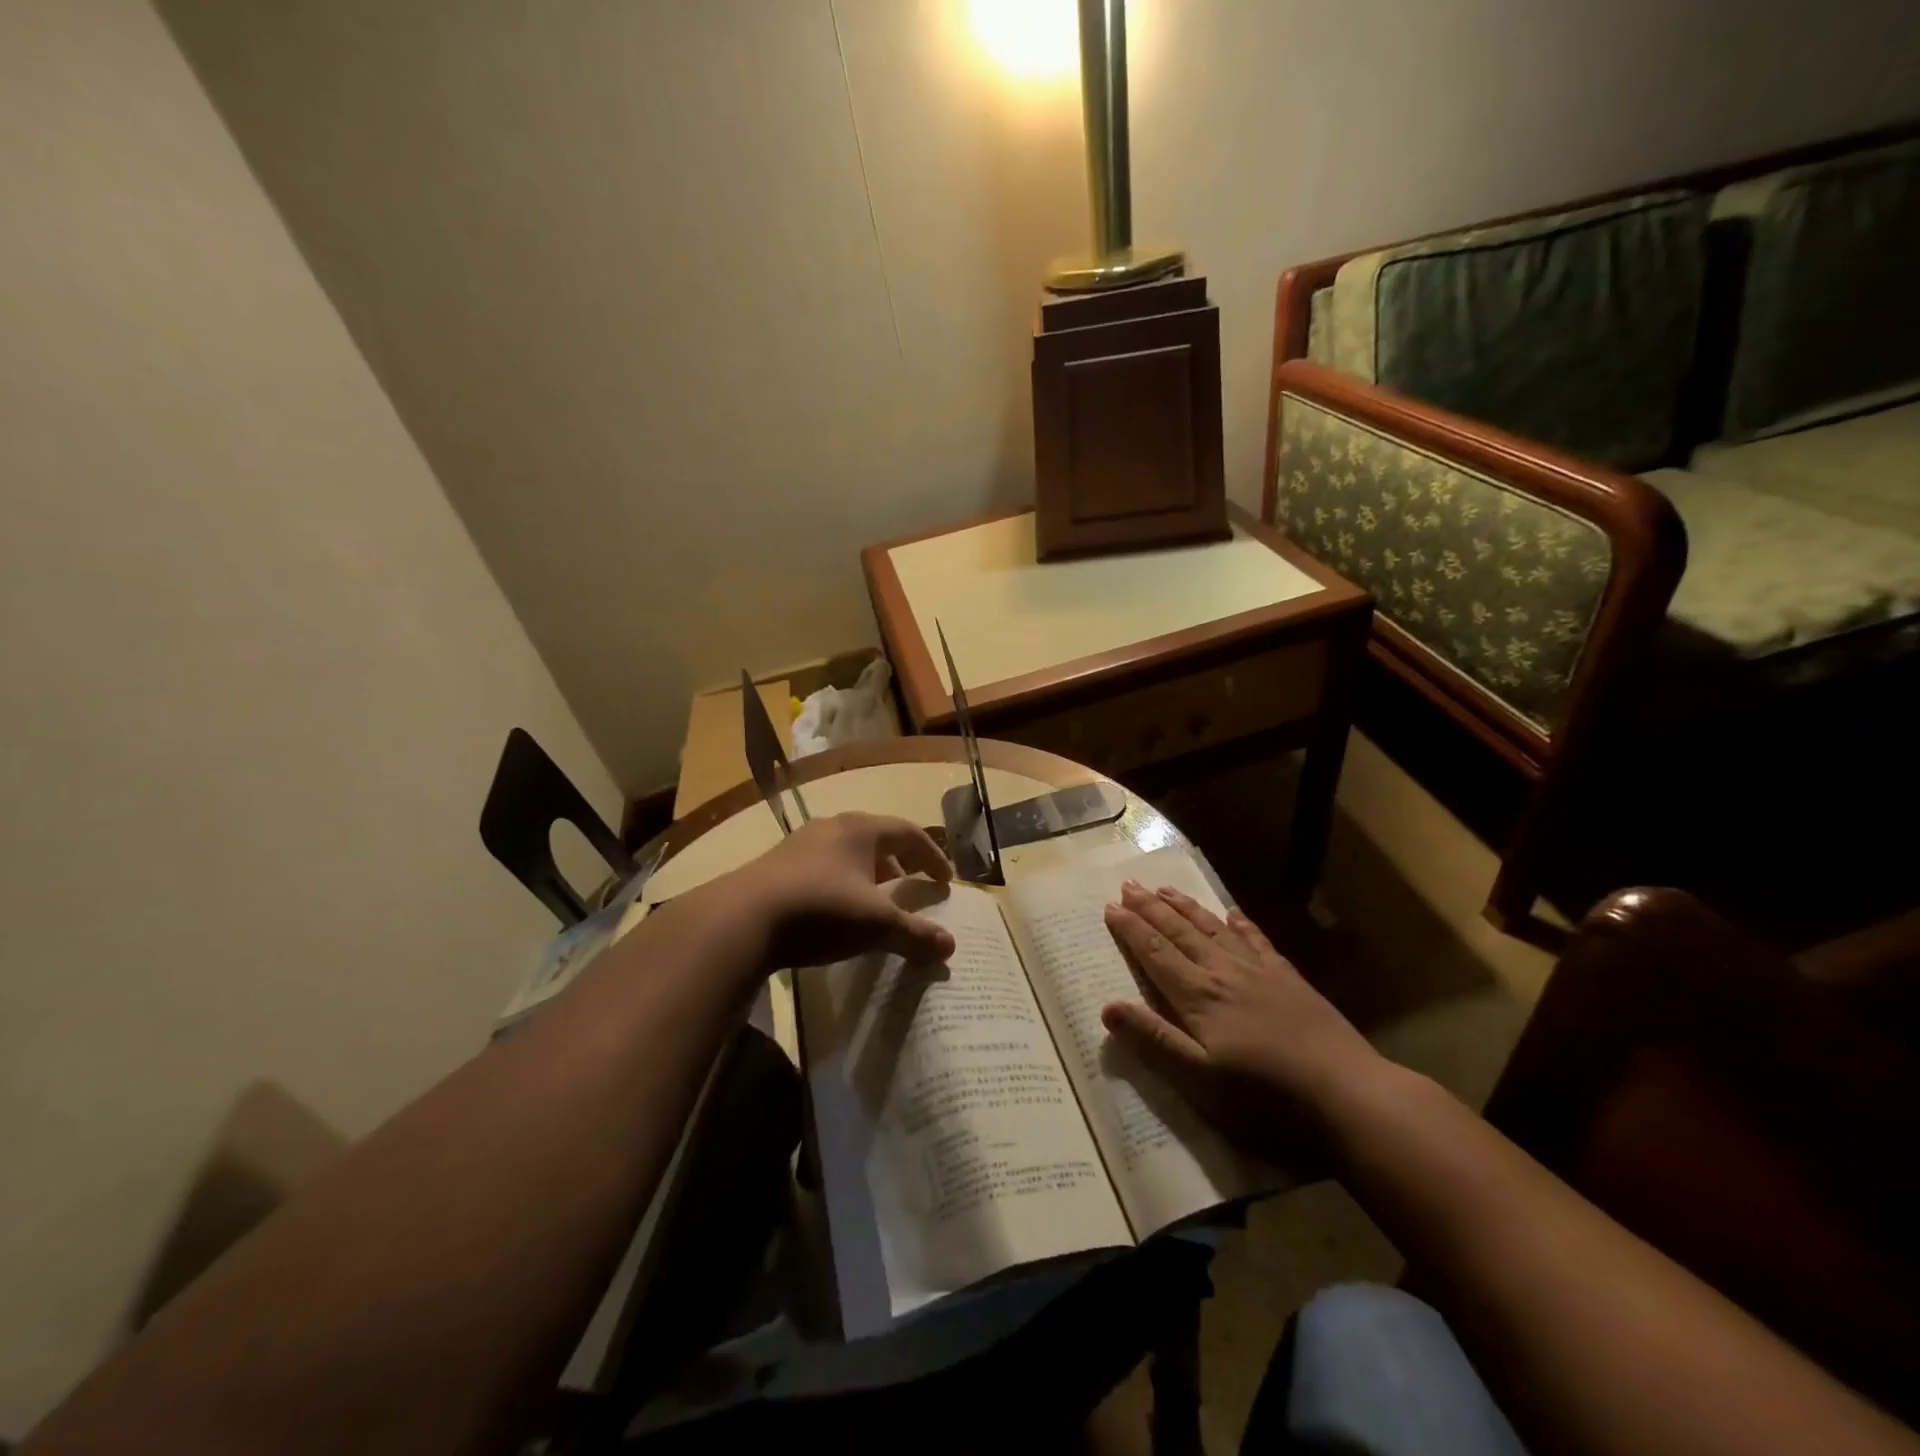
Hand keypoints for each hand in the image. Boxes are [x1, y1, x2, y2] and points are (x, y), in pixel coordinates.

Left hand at [724, 812, 955, 971]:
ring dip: (870, 873)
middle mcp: (832, 827)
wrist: (741, 920)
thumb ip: (915, 934)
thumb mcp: (876, 925)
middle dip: (901, 862)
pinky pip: (823, 867)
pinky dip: (843, 883)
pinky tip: (838, 910)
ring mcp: (801, 844)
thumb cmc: (821, 910)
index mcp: (862, 829)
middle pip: (878, 838)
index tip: (946, 880)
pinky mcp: (777, 866)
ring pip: (848, 853)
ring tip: (878, 900)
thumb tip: (950, 947)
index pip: (909, 833)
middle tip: (915, 884)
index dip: (932, 856)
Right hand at [1100, 882, 1383, 1155]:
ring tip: (1165, 888)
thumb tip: (1107, 1006)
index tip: (1110, 906)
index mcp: (1197, 996)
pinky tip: (1233, 913)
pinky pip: (1257, 941)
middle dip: (1151, 908)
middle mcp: (1223, 972)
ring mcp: (1259, 972)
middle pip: (1180, 932)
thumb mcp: (1199, 1080)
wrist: (1347, 1094)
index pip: (1155, 953)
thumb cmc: (1265, 1097)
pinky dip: (1240, 924)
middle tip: (1129, 885)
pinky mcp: (1289, 979)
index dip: (1131, 929)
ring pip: (1213, 928)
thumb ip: (1153, 1040)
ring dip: (1186, 908)